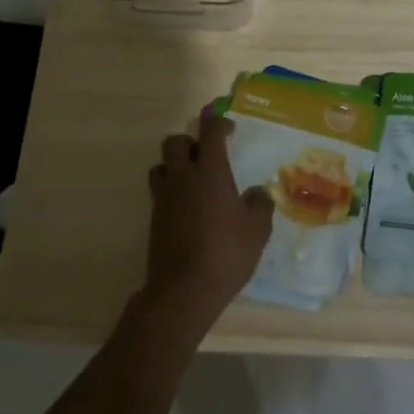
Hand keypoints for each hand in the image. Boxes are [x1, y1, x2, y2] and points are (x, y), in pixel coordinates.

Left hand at [142, 118, 272, 332]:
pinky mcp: (154, 218)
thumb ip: (259, 205)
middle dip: (190, 141)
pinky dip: (171, 190)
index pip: (210, 132)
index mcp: (210, 172)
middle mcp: (183, 177)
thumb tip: (256, 193)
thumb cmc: (226, 253)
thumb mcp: (257, 230)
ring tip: (193, 180)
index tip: (228, 129)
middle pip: (175, 142)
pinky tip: (188, 208)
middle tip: (207, 155)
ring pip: (161, 165)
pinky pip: (159, 191)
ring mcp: (164, 197)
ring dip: (174, 165)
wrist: (184, 290)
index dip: (218, 123)